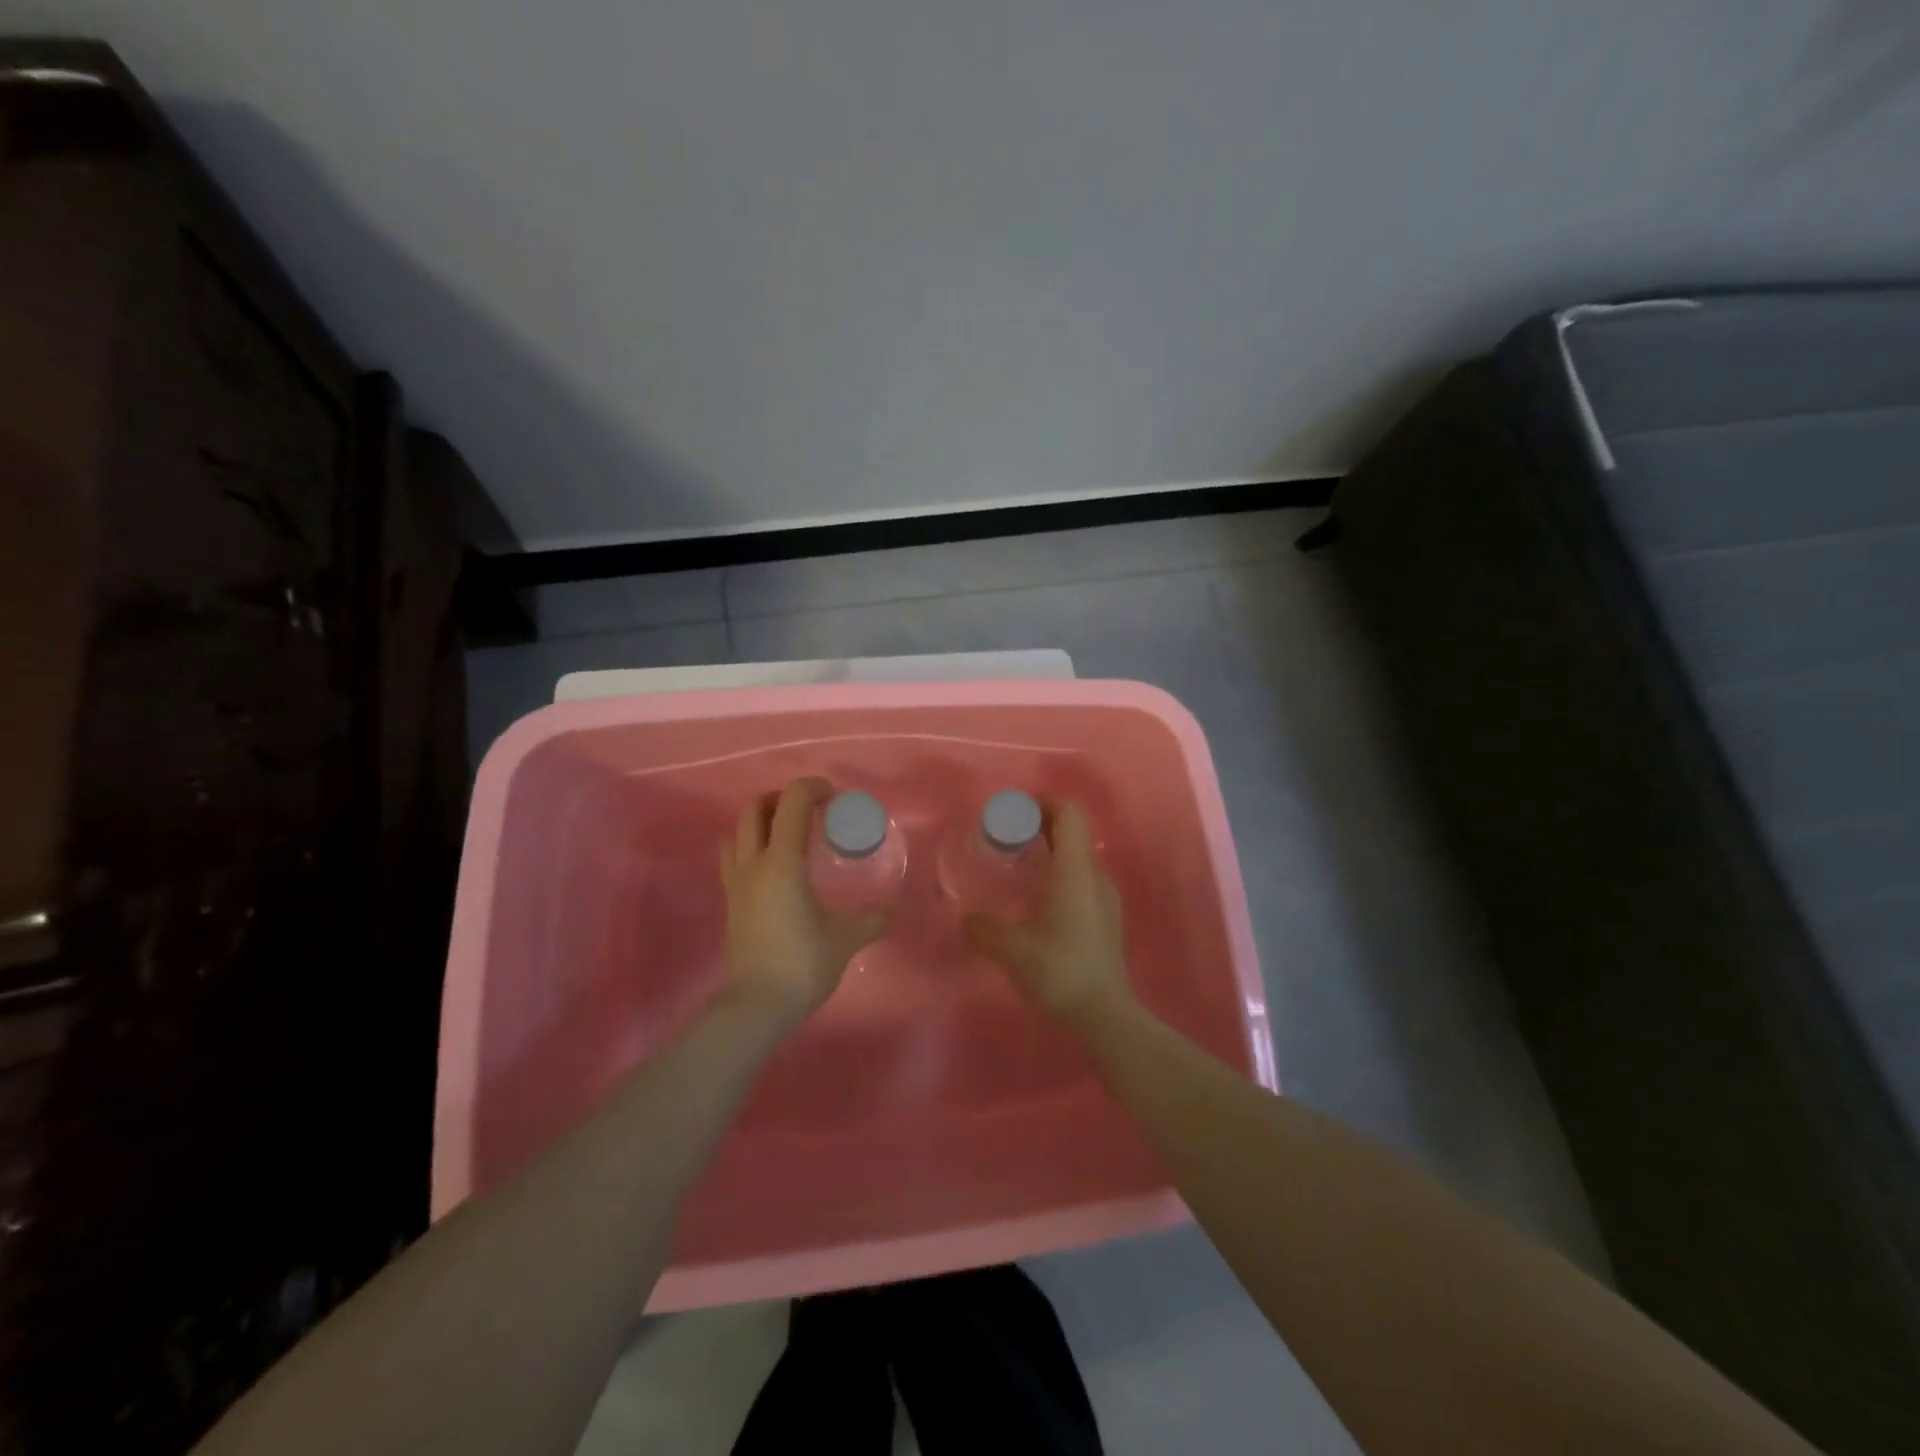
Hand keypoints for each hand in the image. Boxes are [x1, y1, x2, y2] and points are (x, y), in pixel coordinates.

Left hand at [718, 778, 889, 1027]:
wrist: (757, 1005)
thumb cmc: (802, 963)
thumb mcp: (846, 938)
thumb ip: (872, 919)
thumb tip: (892, 910)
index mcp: (782, 862)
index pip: (791, 802)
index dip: (813, 788)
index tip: (835, 799)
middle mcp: (753, 863)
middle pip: (754, 808)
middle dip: (782, 798)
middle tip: (810, 810)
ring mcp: (736, 882)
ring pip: (737, 831)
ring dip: (761, 820)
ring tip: (788, 833)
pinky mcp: (730, 901)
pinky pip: (733, 857)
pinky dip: (751, 845)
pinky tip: (774, 866)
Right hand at [964, 801, 1133, 1027]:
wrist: (1105, 1015)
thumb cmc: (1060, 972)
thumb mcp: (1012, 950)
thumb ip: (983, 929)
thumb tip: (966, 918)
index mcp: (1076, 871)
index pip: (1070, 813)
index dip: (1043, 804)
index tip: (1014, 816)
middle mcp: (1095, 875)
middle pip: (1073, 831)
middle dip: (1040, 827)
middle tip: (1007, 842)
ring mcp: (1106, 896)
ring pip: (1077, 857)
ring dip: (1050, 852)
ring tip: (1019, 871)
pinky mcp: (1107, 917)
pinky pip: (1082, 879)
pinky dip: (1060, 874)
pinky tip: (1038, 902)